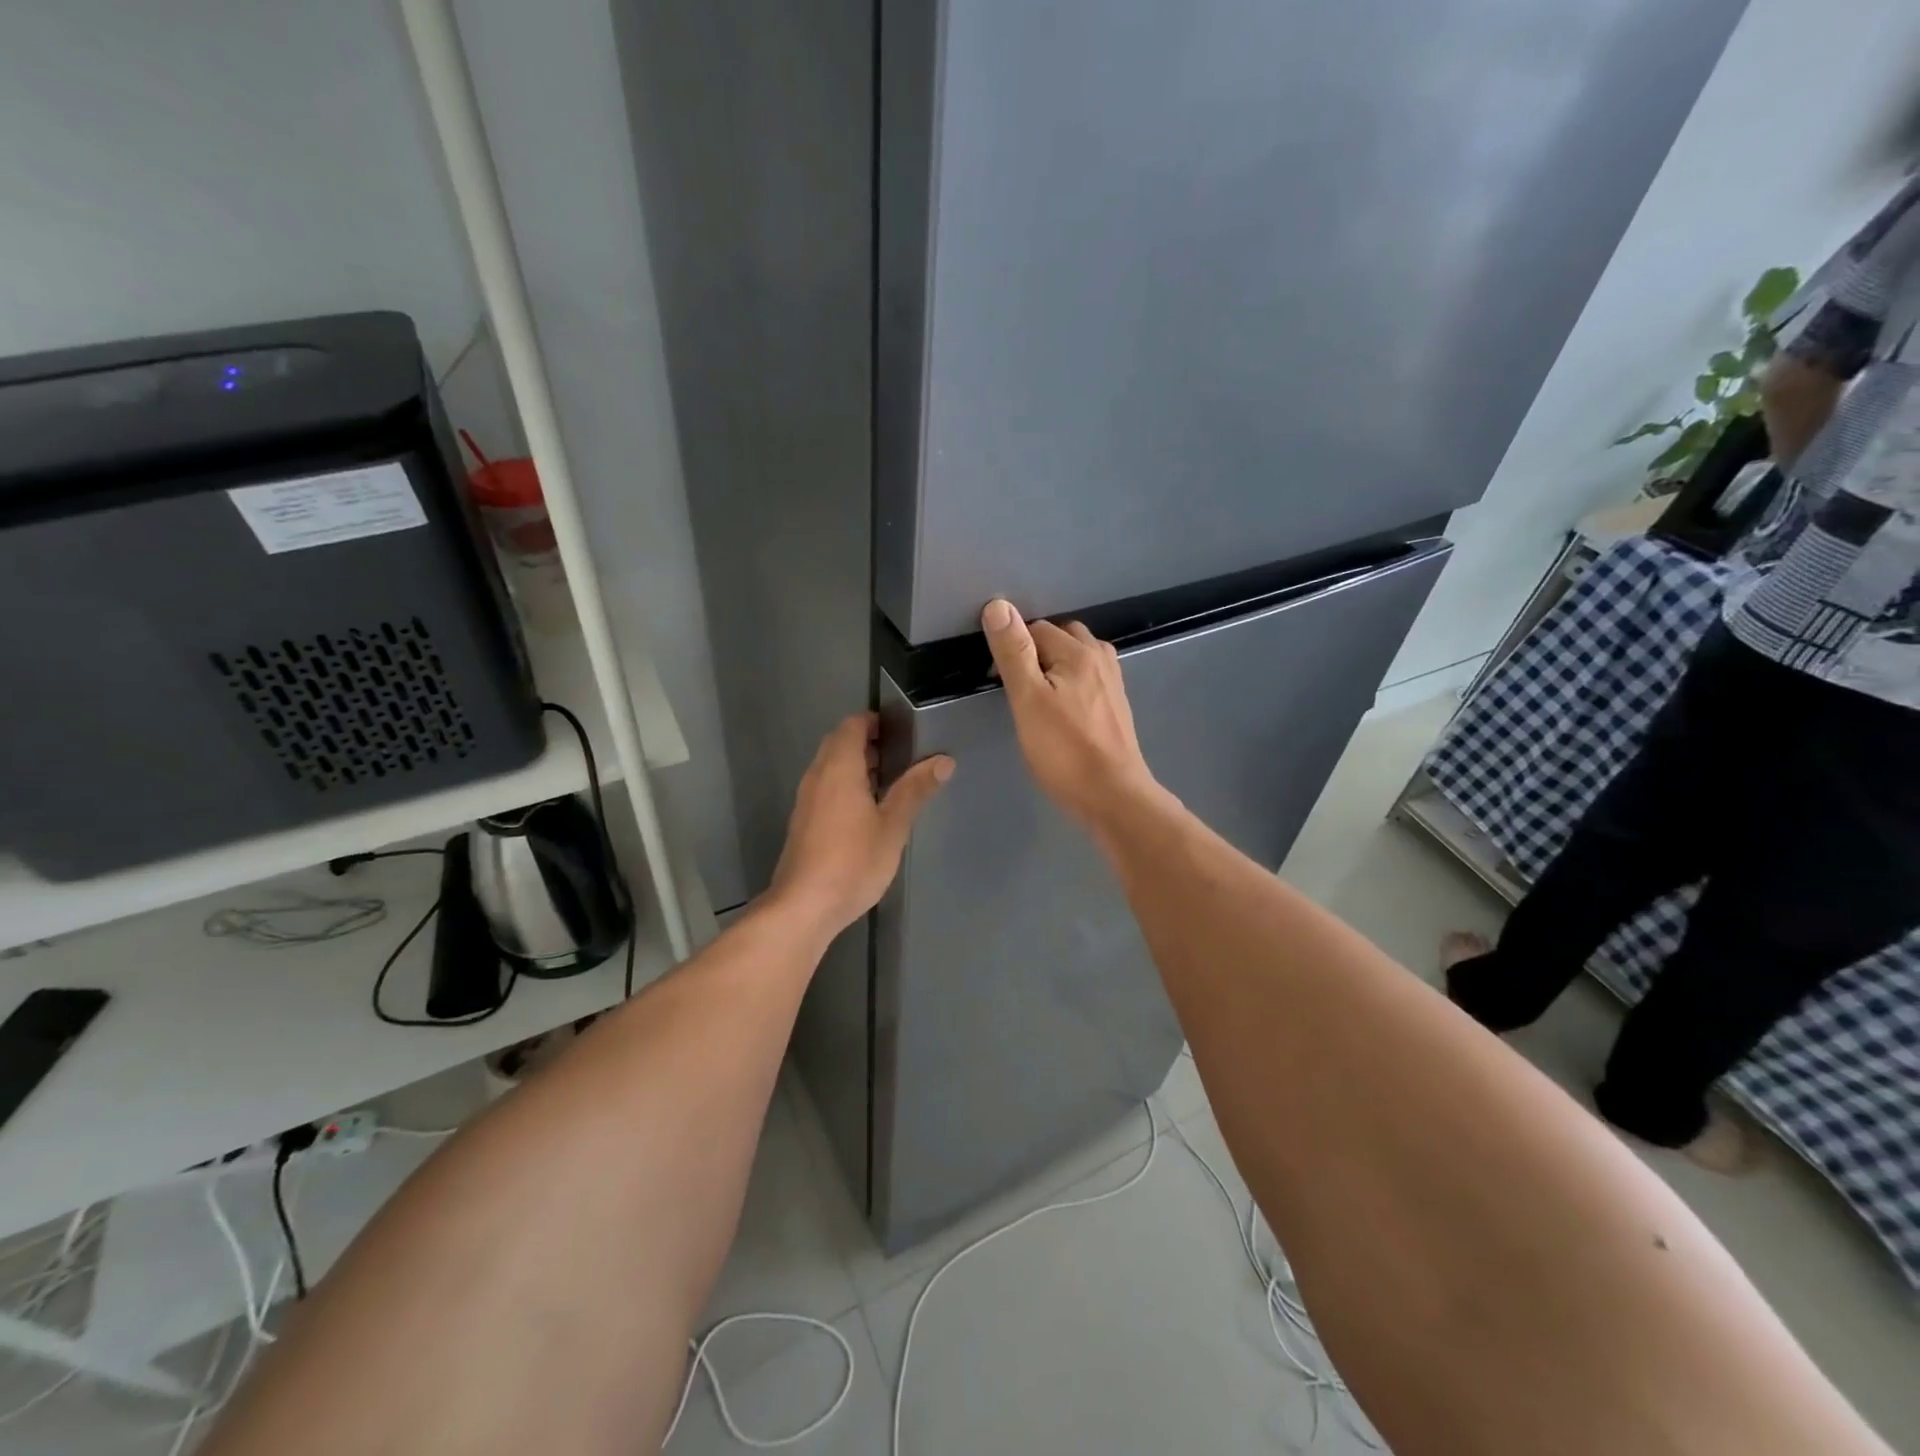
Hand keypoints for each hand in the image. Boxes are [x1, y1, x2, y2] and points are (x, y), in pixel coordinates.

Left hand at [768, 712, 952, 937]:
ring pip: (830, 767)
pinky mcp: (803, 822)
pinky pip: (825, 788)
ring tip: (890, 781)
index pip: (852, 726)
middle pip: (838, 743)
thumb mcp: (893, 825)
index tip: (901, 730)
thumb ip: (915, 790)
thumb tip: (944, 760)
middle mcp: (817, 776)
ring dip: (856, 765)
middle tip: (901, 755)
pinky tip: (867, 811)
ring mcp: (806, 800)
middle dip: (867, 742)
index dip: (874, 722)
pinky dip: (846, 786)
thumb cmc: (853, 861)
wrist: (804, 906)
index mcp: (839, 768)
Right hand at [980, 599, 1159, 832]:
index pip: (1036, 628)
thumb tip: (998, 606)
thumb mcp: (1028, 700)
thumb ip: (1014, 653)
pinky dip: (1071, 684)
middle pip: (1062, 638)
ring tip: (1037, 696)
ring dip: (1056, 666)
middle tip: (1017, 687)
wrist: (1114, 796)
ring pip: (1078, 658)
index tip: (998, 680)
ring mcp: (1113, 684)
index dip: (1012, 648)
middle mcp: (1101, 659)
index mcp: (1079, 652)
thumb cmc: (1064, 751)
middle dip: (1036, 652)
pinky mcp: (1116, 708)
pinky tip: (1062, 710)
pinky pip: (1089, 680)